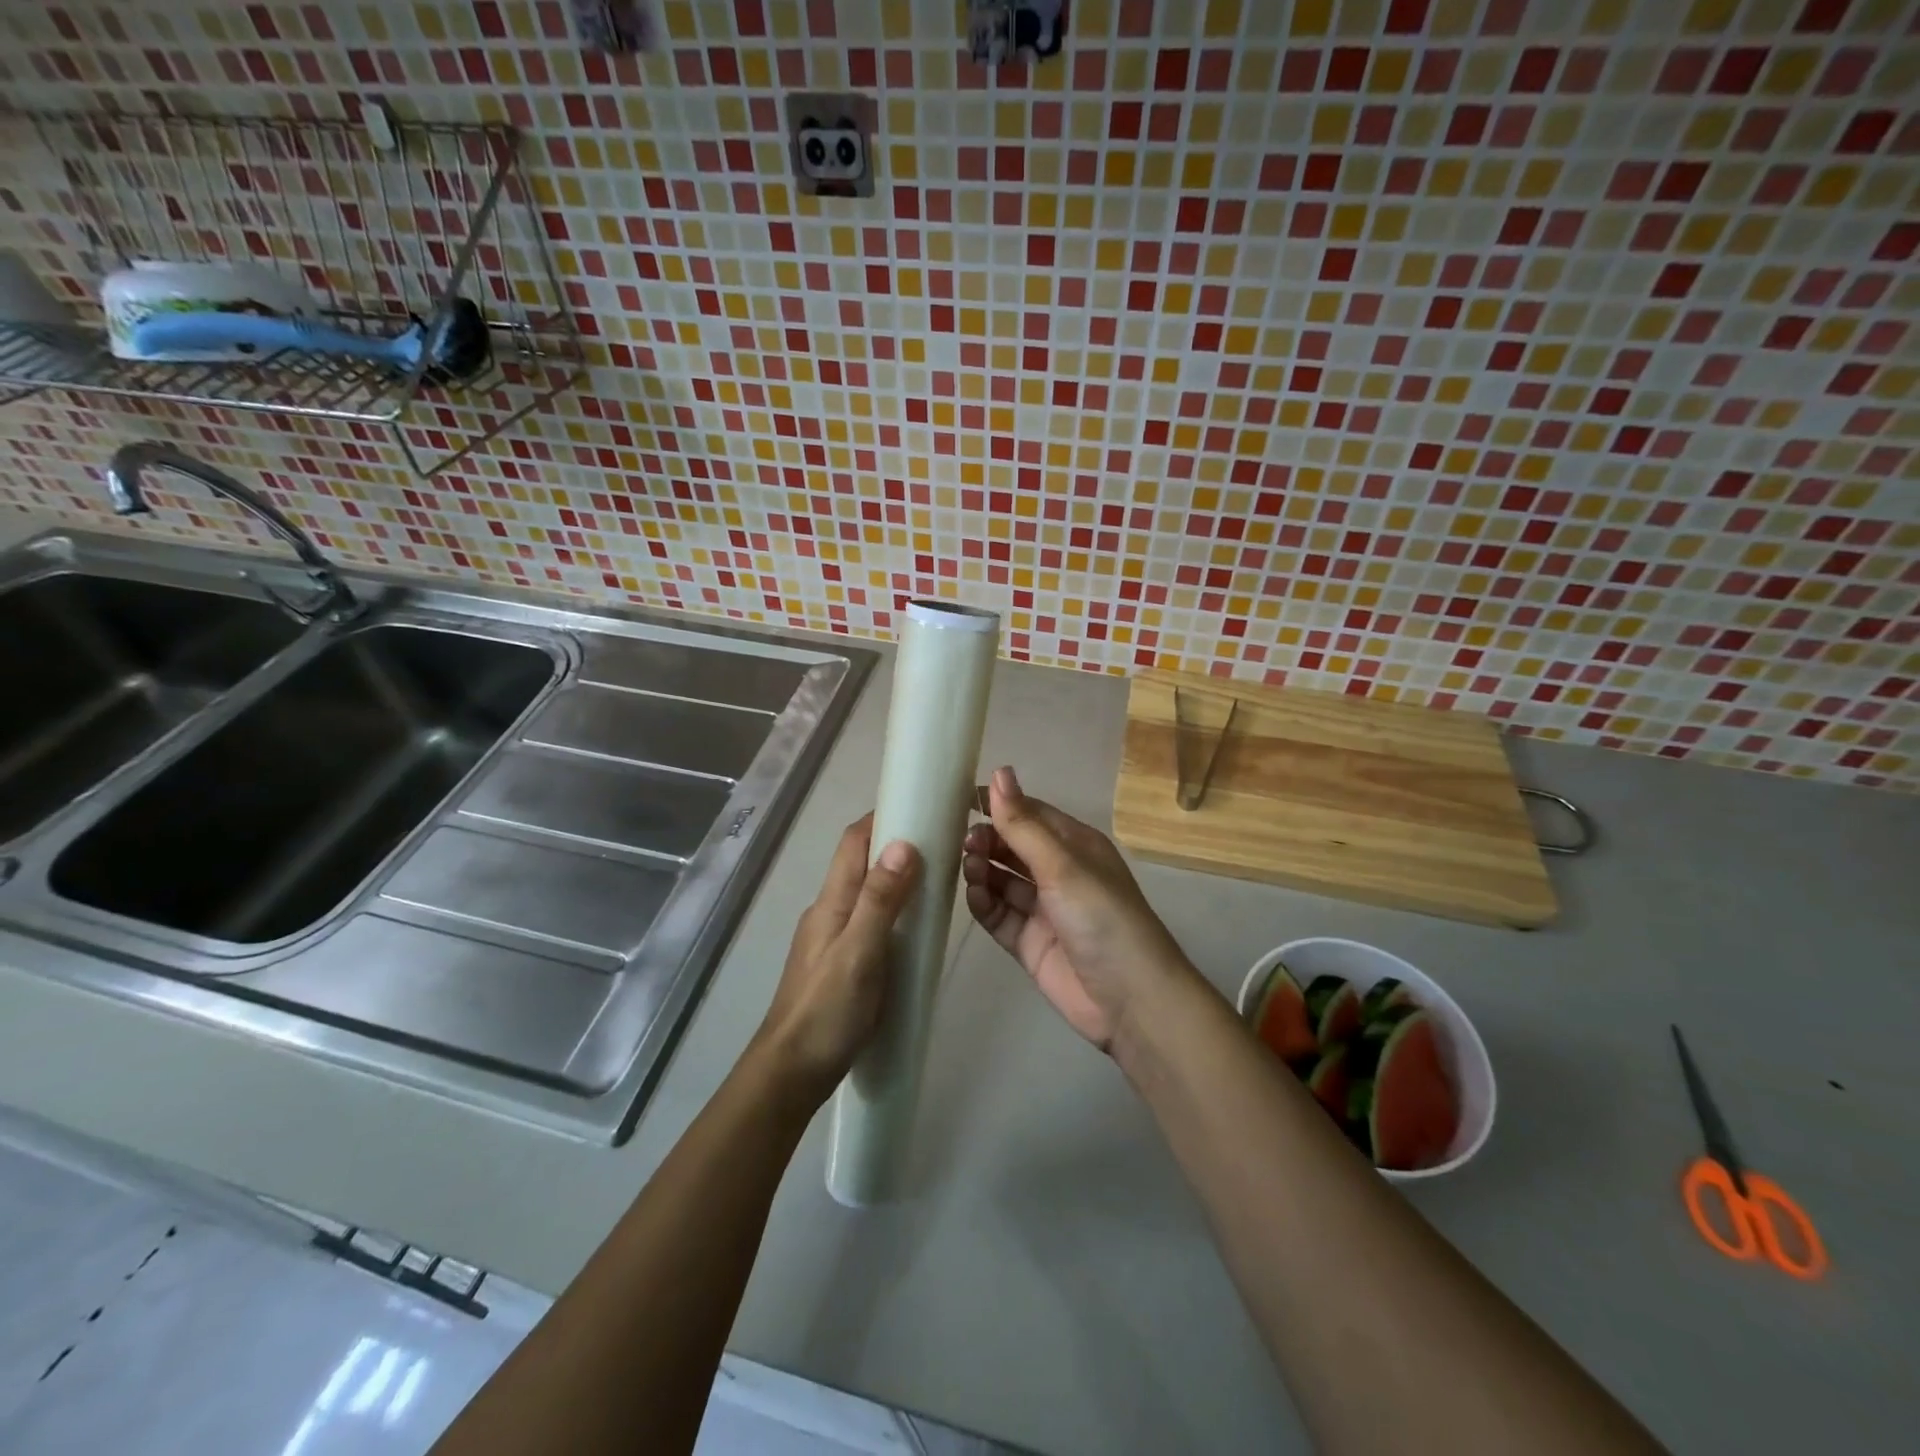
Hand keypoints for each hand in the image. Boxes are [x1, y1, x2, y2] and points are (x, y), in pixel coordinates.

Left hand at [757, 816, 919, 1094]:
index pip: (854, 842)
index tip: (921, 806)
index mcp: (832, 902)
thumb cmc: (827, 1011)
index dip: (882, 817)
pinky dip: (893, 910)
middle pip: (860, 863)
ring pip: (866, 892)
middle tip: (942, 843)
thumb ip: (880, 900)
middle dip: (896, 844)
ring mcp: (832, 938)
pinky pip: (870, 920)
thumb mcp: (859, 953)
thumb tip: (903, 843)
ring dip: (896, 878)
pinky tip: (916, 929)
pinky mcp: (840, 962)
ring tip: (937, 881)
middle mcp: (829, 911)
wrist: (791, 1072)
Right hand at [963, 767, 1198, 1052]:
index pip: (1029, 813)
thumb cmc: (1101, 916)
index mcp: (1074, 845)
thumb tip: (999, 771)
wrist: (1130, 999)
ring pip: (1001, 880)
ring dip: (982, 870)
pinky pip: (998, 915)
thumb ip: (1023, 824)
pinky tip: (975, 896)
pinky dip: (984, 904)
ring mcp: (1043, 909)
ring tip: (969, 868)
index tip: (959, 799)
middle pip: (1012, 847)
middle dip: (987, 840)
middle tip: (964, 843)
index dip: (998, 804)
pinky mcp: (1029, 942)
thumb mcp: (1062, 865)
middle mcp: (1058, 873)